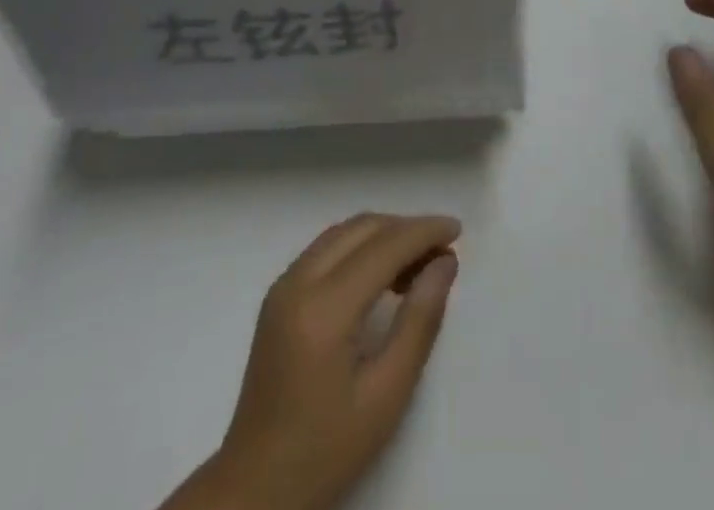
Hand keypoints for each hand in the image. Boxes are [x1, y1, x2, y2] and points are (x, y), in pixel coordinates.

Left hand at [183, 213, 461, 509]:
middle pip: (361, 229)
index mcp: (323, 308)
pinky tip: (382, 276)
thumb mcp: (386, 395)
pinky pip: (326, 249)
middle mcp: (298, 281)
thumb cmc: (328, 449)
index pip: (383, 246)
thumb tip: (445, 264)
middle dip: (405, 229)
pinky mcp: (278, 296)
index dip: (423, 232)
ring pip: (343, 233)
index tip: (456, 229)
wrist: (257, 487)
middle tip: (442, 252)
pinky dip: (360, 248)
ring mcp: (283, 285)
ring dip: (382, 235)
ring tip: (419, 264)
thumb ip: (419, 322)